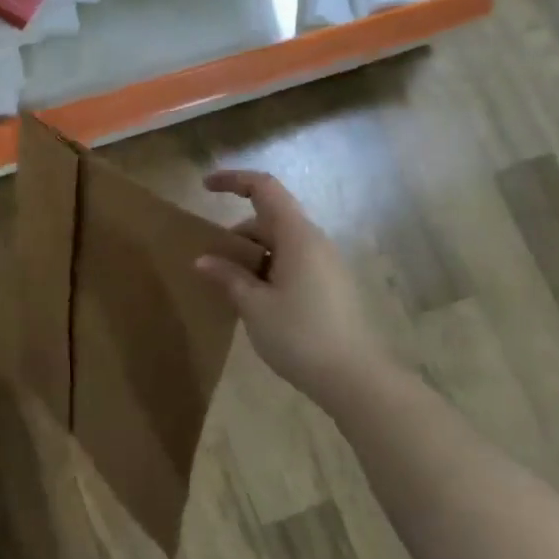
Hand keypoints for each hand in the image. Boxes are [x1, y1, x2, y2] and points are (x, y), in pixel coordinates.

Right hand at [196, 170, 395, 400]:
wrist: (354, 379)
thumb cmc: (299, 335)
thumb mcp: (254, 306)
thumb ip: (228, 277)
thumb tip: (203, 260)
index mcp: (297, 236)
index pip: (264, 188)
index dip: (234, 180)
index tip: (205, 186)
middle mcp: (315, 242)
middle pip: (270, 218)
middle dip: (237, 233)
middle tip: (211, 263)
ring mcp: (326, 264)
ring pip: (281, 243)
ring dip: (251, 255)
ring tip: (229, 287)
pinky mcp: (330, 285)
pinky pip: (292, 262)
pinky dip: (267, 269)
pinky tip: (254, 300)